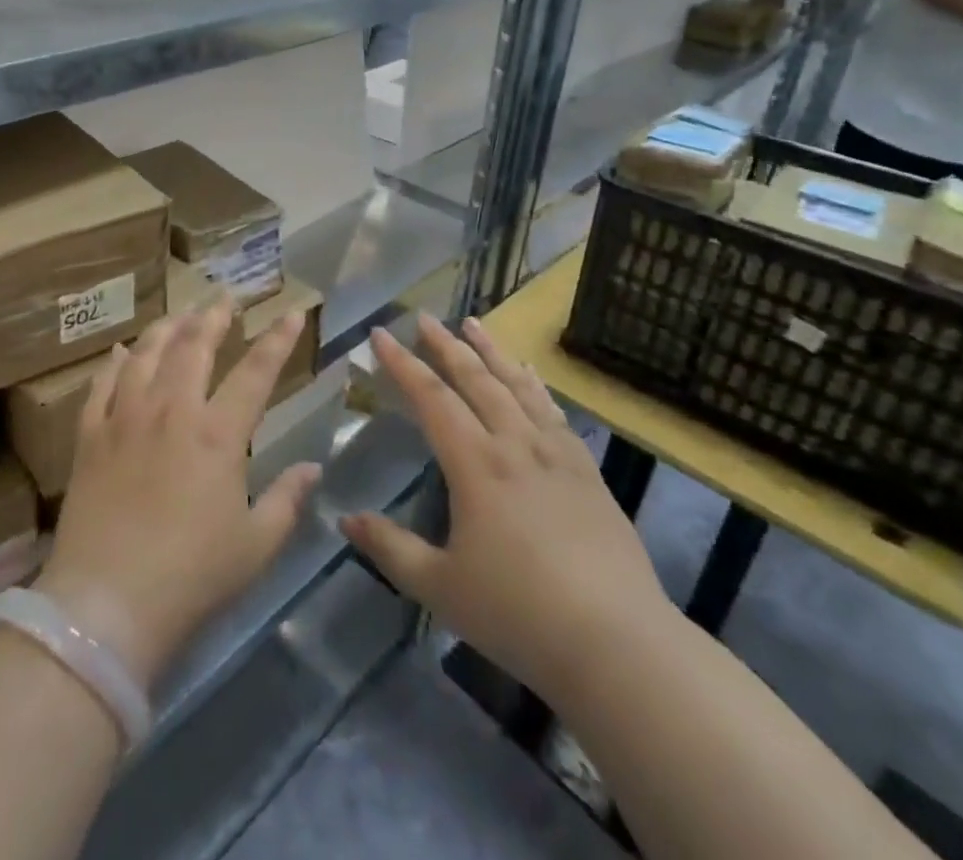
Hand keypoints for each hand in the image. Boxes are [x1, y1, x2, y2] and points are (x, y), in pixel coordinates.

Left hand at [36, 302, 319, 690]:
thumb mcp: (256, 546)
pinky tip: (120, 352)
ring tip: (180, 314)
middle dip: (213, 316)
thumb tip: (313, 467)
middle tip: (224, 298)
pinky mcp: (90, 436)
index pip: (256, 372)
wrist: (106, 605)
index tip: (291, 311)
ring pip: (146, 355)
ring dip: (167, 328)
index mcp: (217, 435)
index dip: (277, 339)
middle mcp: (171, 412)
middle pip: (194, 347)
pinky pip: (101, 385)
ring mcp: (125, 419)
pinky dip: (114, 363)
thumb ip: (287, 500)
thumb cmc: (191, 577)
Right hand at [340, 315, 668, 701]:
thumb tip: (345, 518)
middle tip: (423, 317)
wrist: (617, 644)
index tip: (381, 334)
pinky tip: (530, 374)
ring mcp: (556, 454)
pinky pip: (553, 411)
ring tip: (472, 322)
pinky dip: (535, 384)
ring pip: (517, 386)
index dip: (402, 364)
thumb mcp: (440, 587)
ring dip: (491, 351)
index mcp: (476, 464)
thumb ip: (390, 548)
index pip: (432, 398)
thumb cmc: (518, 614)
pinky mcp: (586, 472)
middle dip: (445, 345)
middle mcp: (515, 444)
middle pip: (476, 380)